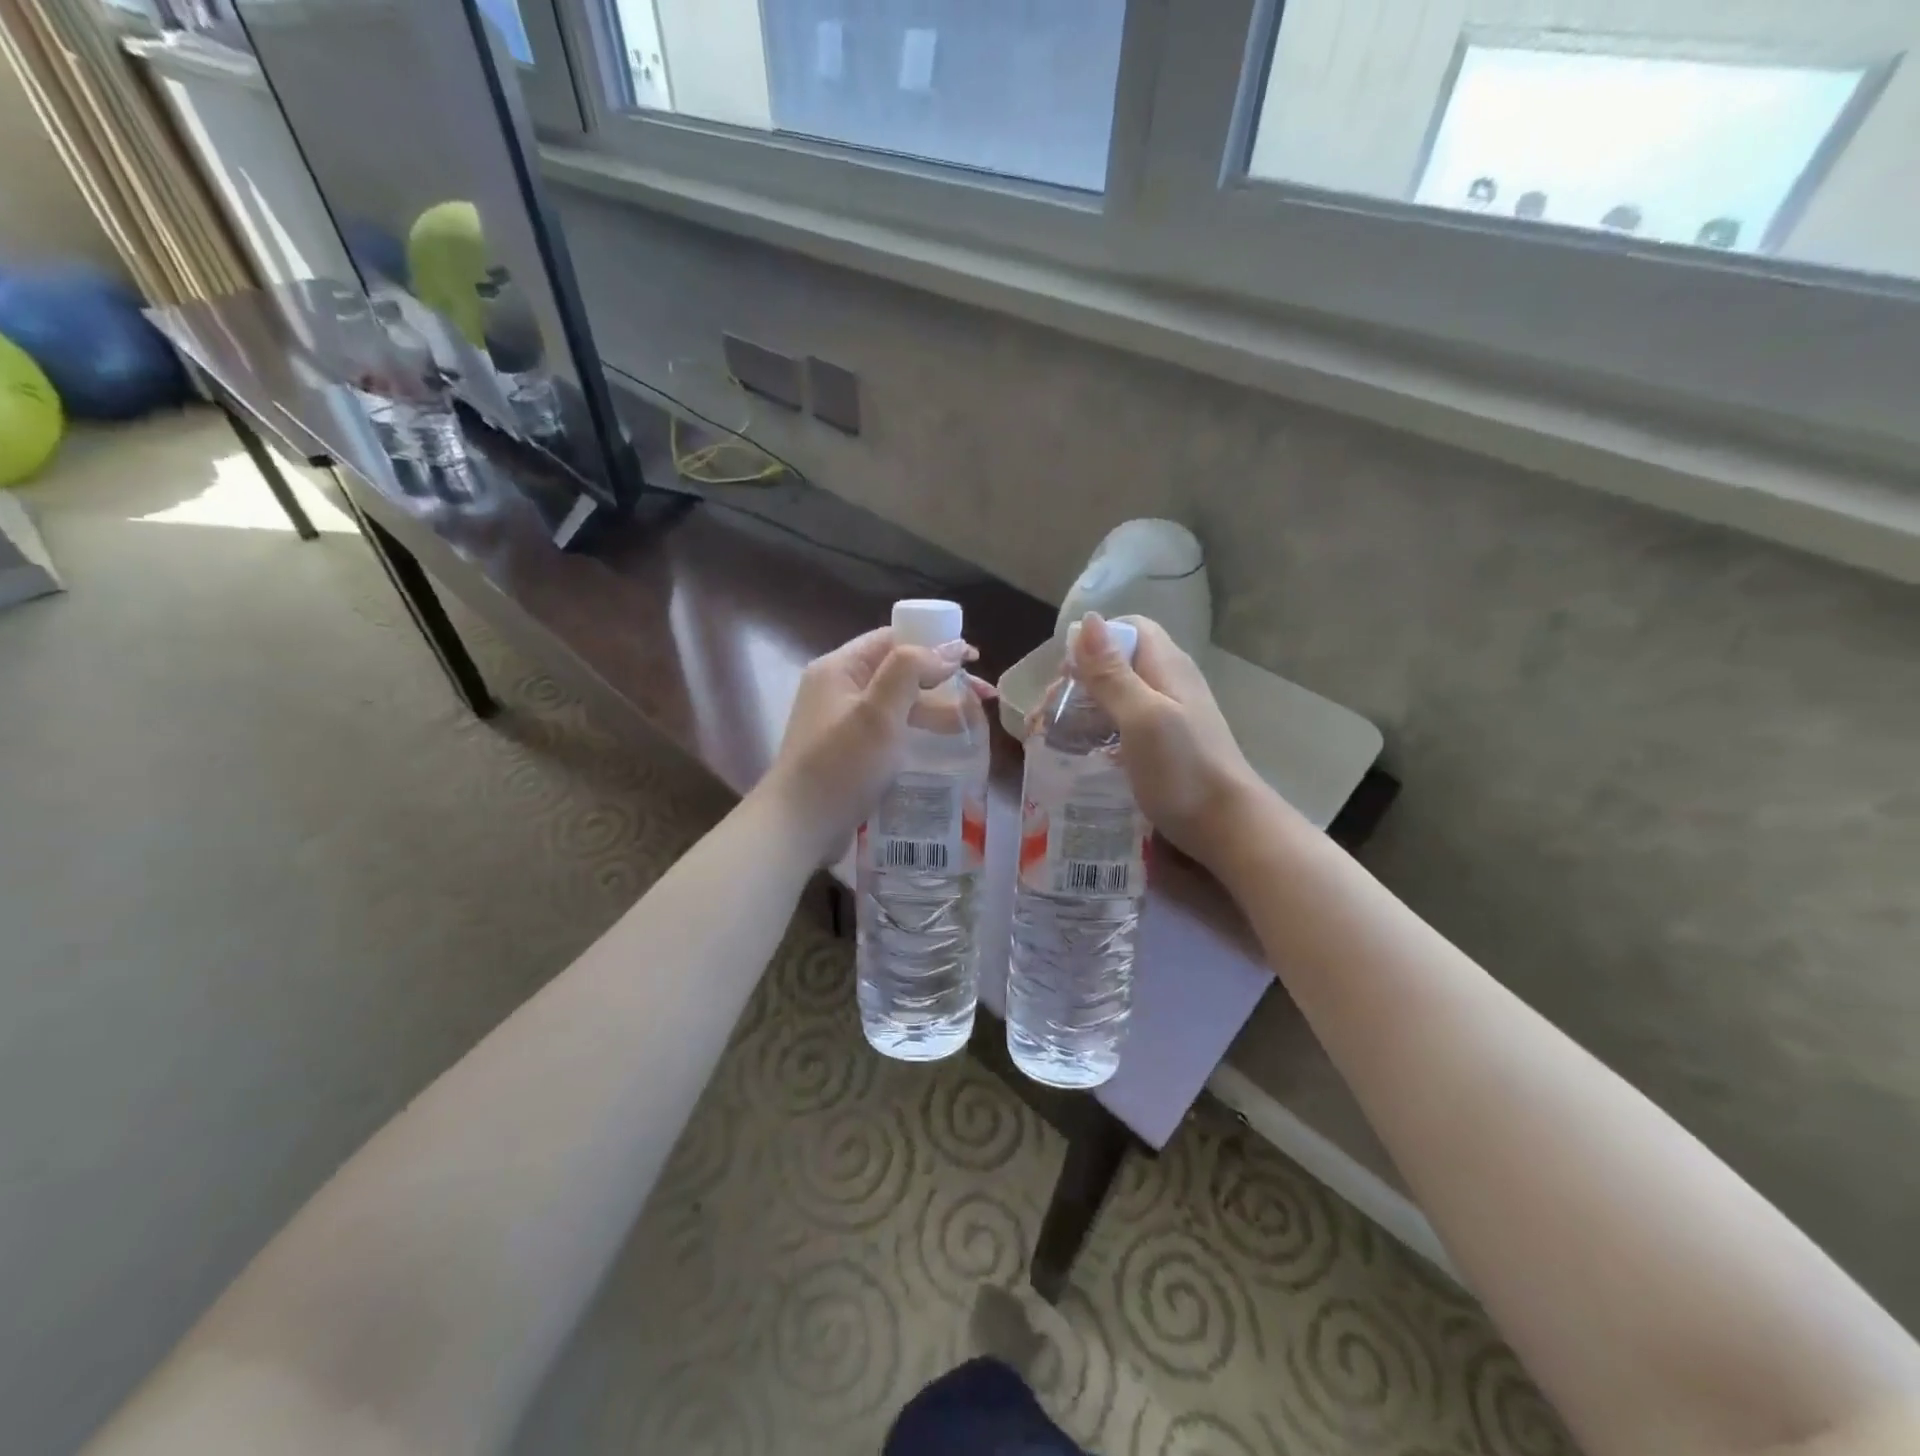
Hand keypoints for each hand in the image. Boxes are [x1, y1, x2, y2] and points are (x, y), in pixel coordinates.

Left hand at [762, 627, 990, 863]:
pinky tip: (942, 746)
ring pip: (897, 703)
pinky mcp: (849, 751)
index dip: (934, 643)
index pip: (893, 638)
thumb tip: (947, 650)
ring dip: (934, 708)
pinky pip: (890, 730)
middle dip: (942, 680)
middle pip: (898, 671)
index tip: (971, 659)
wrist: (799, 827)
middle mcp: (839, 688)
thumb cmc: (841, 765)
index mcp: (840, 668)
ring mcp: (842, 722)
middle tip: (982, 697)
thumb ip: (911, 671)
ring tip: (972, 724)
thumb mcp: (878, 713)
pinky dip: (917, 731)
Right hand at [1070, 613, 1264, 868]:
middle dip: (1081, 680)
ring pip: (1118, 698)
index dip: (1094, 642)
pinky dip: (1099, 734)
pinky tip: (1083, 756)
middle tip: (1051, 712)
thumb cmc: (1183, 768)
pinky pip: (1124, 727)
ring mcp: (1168, 717)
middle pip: (1119, 664)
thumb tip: (1088, 619)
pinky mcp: (1164, 747)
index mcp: (1167, 666)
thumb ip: (1112, 673)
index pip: (1129, 629)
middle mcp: (1169, 684)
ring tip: (1055, 736)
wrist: (1227, 828)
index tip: (1066, 672)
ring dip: (1085, 709)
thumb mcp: (1141, 716)